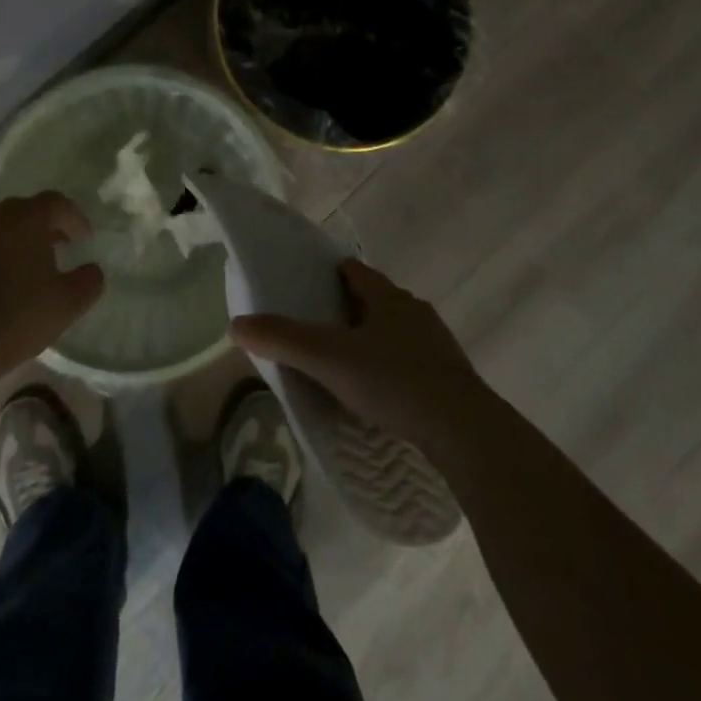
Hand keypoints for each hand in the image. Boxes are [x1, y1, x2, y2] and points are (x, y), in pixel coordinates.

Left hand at [0, 193, 104, 391]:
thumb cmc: (17, 316)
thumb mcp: (67, 303)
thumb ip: (89, 281)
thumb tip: (94, 270)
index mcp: (26, 219)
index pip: (56, 202)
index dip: (75, 217)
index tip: (86, 238)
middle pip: (25, 209)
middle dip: (46, 223)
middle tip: (61, 243)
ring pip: (1, 226)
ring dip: (20, 237)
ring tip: (33, 263)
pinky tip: (6, 280)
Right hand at [230, 259, 489, 449]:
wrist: (464, 430)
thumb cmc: (393, 381)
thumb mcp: (329, 360)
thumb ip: (283, 340)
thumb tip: (236, 325)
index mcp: (386, 296)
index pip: (353, 270)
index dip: (328, 274)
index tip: (307, 287)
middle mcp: (414, 310)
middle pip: (375, 299)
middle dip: (348, 309)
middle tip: (319, 331)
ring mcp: (436, 342)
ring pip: (396, 330)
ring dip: (373, 340)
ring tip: (348, 365)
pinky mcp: (451, 375)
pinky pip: (413, 360)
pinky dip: (394, 367)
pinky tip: (382, 394)